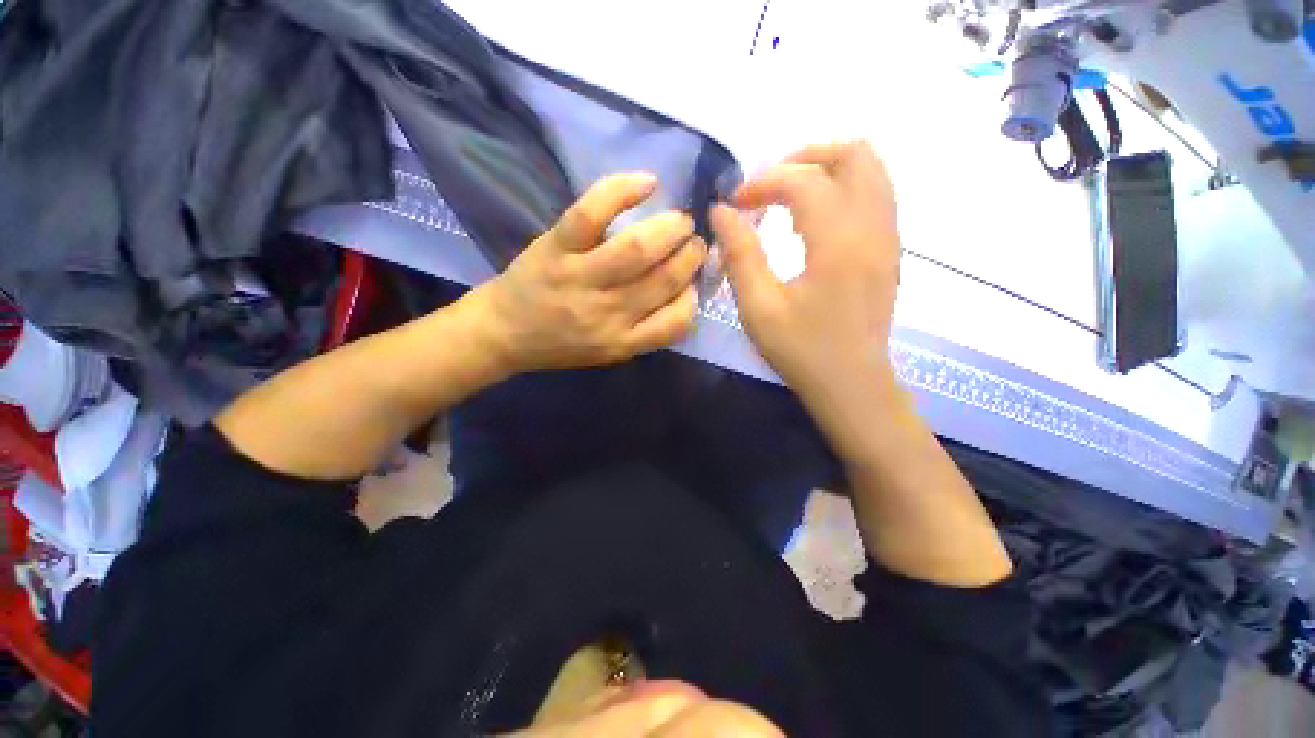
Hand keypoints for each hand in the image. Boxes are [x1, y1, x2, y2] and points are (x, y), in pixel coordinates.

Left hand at [474, 172, 705, 372]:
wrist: (503, 333)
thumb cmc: (561, 345)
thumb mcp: (610, 352)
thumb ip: (646, 330)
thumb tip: (684, 291)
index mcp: (623, 341)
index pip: (677, 320)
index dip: (695, 294)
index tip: (695, 279)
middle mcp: (607, 313)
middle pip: (664, 278)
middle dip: (690, 254)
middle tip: (693, 241)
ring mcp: (580, 277)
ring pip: (637, 248)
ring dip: (671, 228)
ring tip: (680, 220)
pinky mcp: (555, 247)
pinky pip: (591, 214)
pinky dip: (622, 191)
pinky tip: (648, 183)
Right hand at [710, 141, 900, 401]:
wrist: (853, 386)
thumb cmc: (802, 351)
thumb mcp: (759, 308)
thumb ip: (739, 254)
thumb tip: (721, 212)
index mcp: (839, 243)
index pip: (804, 182)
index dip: (763, 183)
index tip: (736, 205)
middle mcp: (874, 228)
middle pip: (855, 155)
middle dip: (804, 159)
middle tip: (768, 186)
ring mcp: (889, 238)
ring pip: (871, 170)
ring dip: (826, 169)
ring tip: (788, 196)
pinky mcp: (889, 250)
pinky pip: (875, 195)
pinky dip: (842, 189)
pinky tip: (812, 219)